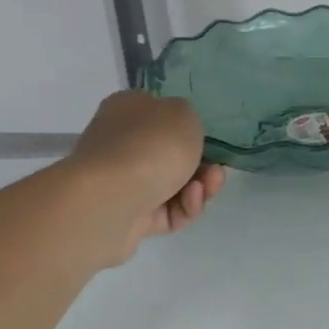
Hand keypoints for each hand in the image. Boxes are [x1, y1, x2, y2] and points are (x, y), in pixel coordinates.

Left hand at [62, 91, 226, 265]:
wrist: (111, 200)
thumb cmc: (150, 144)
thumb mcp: (184, 112)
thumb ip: (187, 117)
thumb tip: (176, 131)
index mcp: (127, 110)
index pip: (159, 113)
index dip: (187, 126)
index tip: (209, 138)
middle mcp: (120, 144)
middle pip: (171, 154)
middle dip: (202, 163)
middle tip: (217, 169)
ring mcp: (122, 184)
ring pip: (174, 185)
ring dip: (200, 186)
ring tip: (210, 185)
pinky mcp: (128, 218)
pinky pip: (167, 212)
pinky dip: (186, 206)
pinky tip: (192, 200)